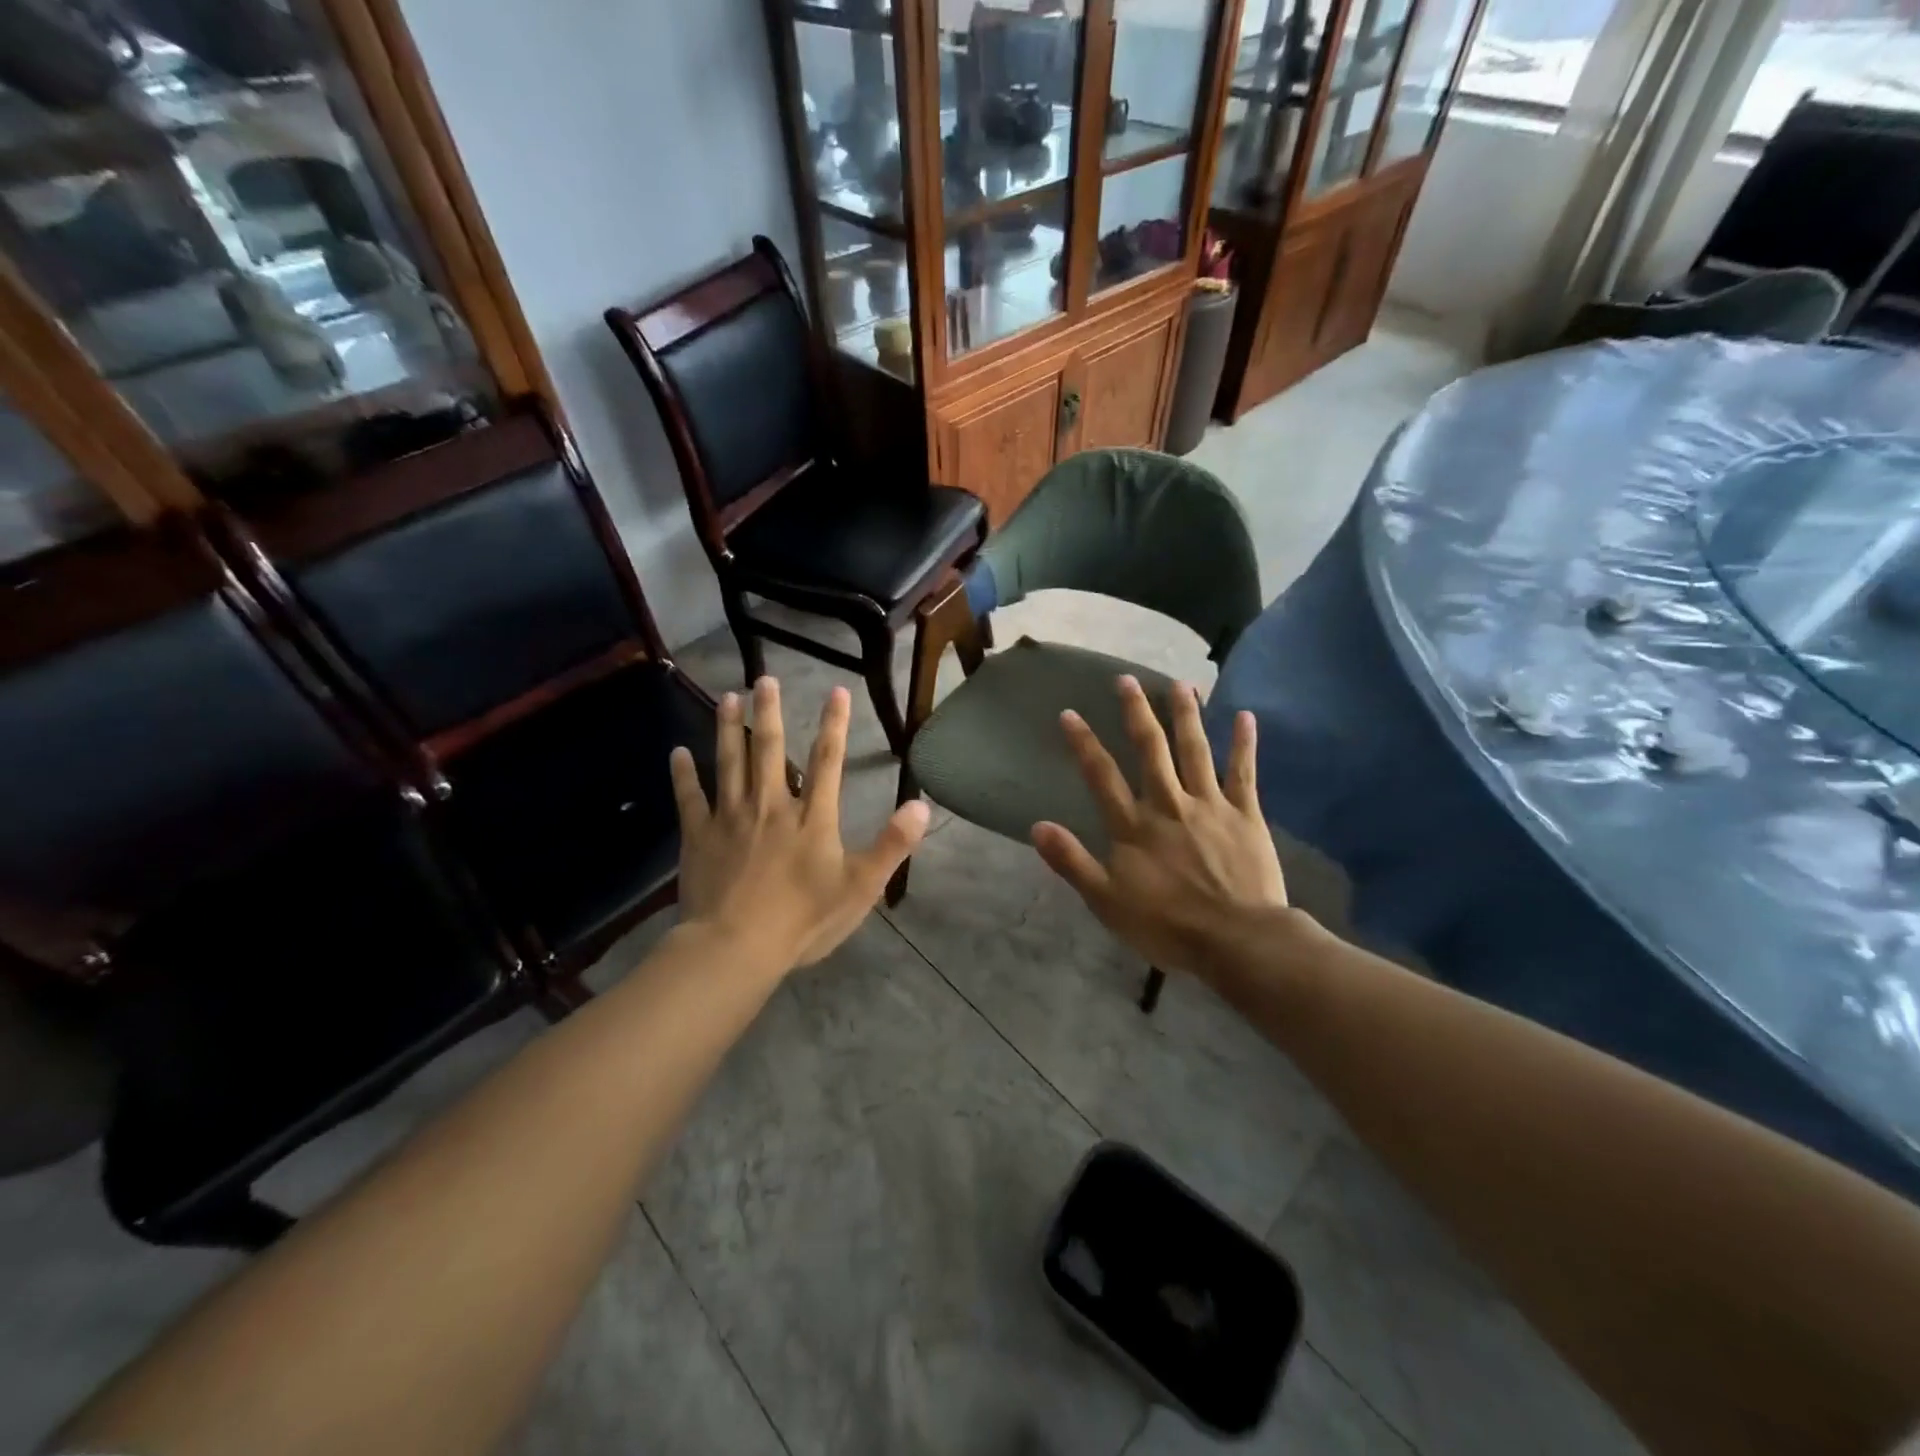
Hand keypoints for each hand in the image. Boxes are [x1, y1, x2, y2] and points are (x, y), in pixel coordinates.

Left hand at [670, 678, 929, 974]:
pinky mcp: (699, 836)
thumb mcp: (860, 887)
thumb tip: (921, 805)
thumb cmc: (803, 920)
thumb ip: (892, 844)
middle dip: (770, 712)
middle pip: (769, 750)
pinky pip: (690, 798)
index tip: (836, 691)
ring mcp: (731, 818)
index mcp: (812, 817)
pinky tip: (678, 753)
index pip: (827, 761)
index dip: (833, 724)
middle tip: (765, 678)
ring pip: (729, 763)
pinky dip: (683, 774)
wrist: (736, 947)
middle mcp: (771, 806)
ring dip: (728, 729)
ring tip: (728, 697)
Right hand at [1031, 676, 1288, 981]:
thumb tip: (1037, 827)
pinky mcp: (1245, 815)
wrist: (1236, 940)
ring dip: (1186, 715)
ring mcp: (1209, 805)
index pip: (1102, 776)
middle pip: (1150, 750)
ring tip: (1181, 683)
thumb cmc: (1167, 925)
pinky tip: (1245, 716)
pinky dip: (1244, 743)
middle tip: (1126, 680)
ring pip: (1195, 750)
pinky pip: (1243, 772)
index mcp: (1134, 826)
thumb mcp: (1106, 901)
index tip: (1069, 713)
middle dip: (1136, 712)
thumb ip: (1072, 862)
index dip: (1084, 743)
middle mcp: (1168, 804)